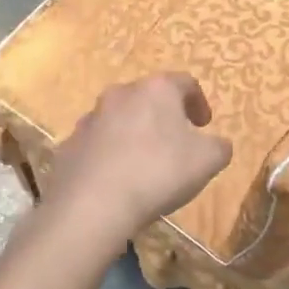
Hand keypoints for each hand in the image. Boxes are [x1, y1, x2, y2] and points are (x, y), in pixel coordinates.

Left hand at [43, 73, 233, 235]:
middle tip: (175, 142)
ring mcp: (90, 119)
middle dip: (163, 116)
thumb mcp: (208, 161)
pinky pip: (96, 146)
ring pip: (119, 120)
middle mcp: (120, 94)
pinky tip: (117, 181)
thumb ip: (219, 147)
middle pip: (148, 98)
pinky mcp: (68, 146)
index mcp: (156, 89)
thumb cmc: (159, 172)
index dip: (199, 102)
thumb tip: (217, 144)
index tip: (204, 125)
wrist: (92, 205)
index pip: (185, 83)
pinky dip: (109, 156)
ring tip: (144, 165)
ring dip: (134, 134)